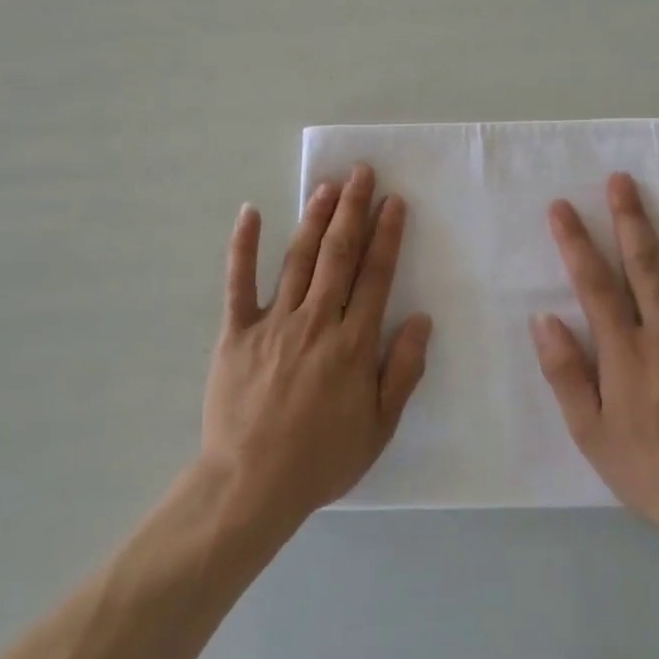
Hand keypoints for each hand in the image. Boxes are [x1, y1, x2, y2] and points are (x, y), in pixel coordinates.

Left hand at [201, 164, 432, 531]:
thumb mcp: (379, 427)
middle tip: (362, 173)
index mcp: (353, 345)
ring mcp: (273, 323)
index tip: (394, 202)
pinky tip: (250, 212)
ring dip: (314, 218)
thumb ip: (402, 371)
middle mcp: (316, 322)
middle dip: (353, 210)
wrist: (251, 485)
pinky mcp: (236, 332)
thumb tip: (422, 320)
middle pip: (339, 255)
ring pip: (298, 259)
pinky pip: (238, 282)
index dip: (387, 236)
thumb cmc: (321, 459)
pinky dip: (243, 246)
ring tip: (327, 185)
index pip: (375, 277)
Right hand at [530, 173, 658, 531]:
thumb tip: (544, 319)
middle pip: (646, 266)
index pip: (594, 284)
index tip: (561, 207)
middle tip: (623, 179)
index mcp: (625, 350)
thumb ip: (565, 372)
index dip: (575, 243)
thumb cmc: (647, 469)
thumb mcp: (588, 430)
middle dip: (631, 219)